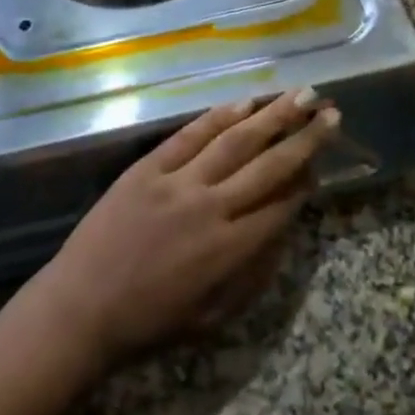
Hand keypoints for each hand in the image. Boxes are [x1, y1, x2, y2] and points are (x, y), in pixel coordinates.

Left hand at [27, 91, 337, 368]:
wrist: (82, 306)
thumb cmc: (150, 321)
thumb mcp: (214, 315)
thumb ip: (253, 272)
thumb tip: (283, 231)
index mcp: (231, 250)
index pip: (282, 205)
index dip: (306, 180)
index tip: (323, 159)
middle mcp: (212, 208)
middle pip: (269, 165)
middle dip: (305, 138)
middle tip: (331, 112)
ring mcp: (179, 182)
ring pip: (235, 141)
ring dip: (271, 116)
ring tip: (300, 94)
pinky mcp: (148, 167)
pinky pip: (189, 136)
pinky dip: (218, 117)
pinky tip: (243, 102)